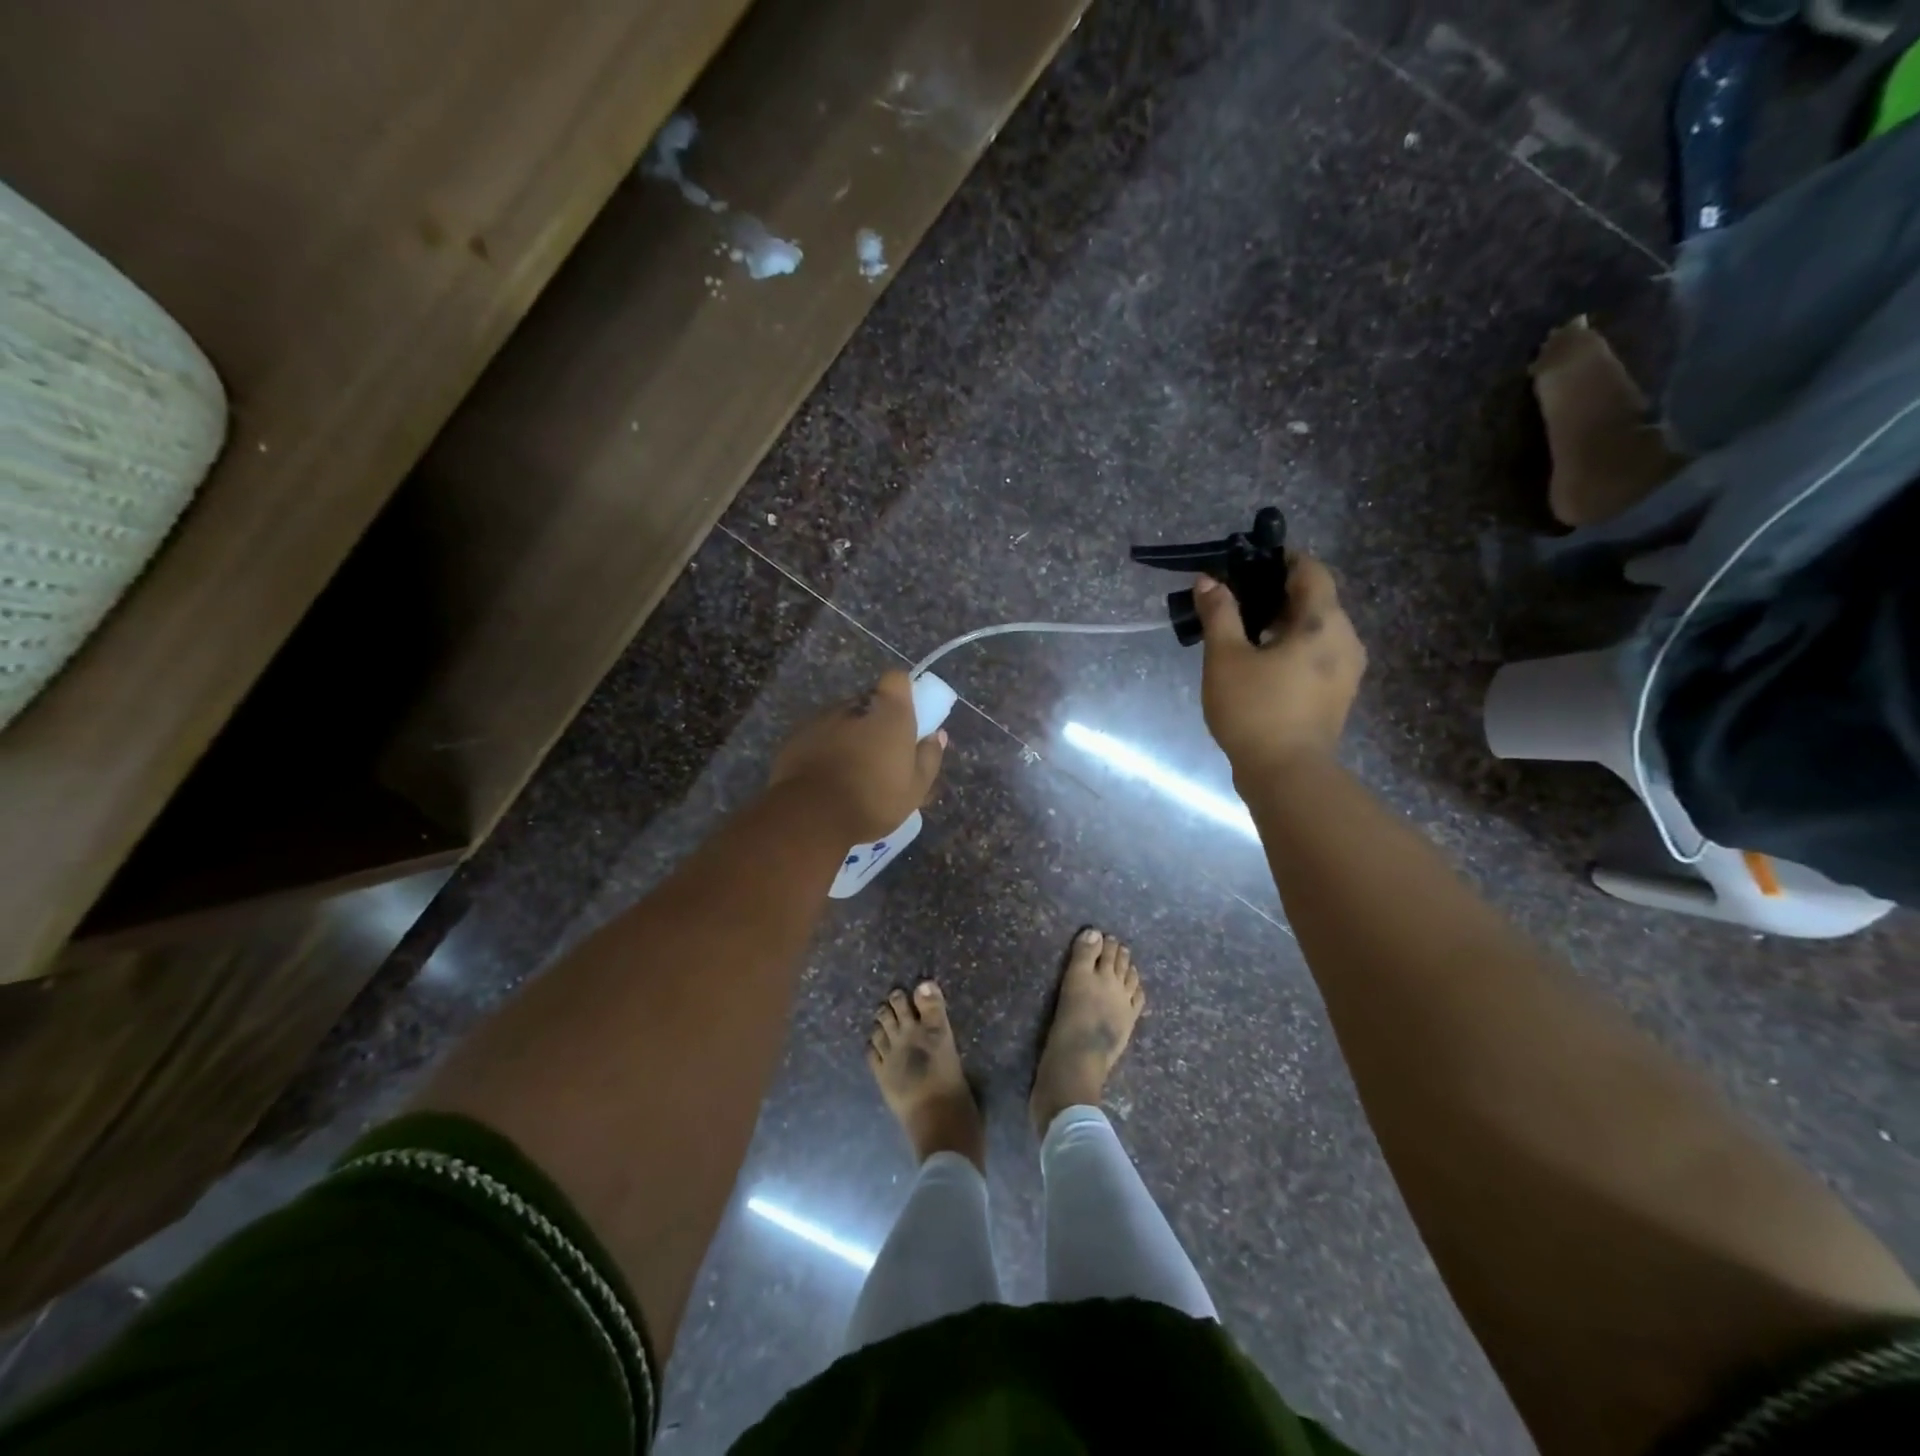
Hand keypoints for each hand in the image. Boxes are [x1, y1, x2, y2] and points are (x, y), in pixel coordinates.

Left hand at [770, 671, 947, 841]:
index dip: (902, 694)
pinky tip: (825, 776)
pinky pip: (817, 734)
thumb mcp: (915, 788)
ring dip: (848, 734)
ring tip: (850, 769)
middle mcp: (854, 705)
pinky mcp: (795, 735)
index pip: (897, 679)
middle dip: (875, 719)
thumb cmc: (874, 800)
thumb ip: (929, 757)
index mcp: (889, 711)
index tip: (905, 718)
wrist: (811, 816)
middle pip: (869, 701)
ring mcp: (821, 718)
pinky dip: (823, 747)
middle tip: (880, 753)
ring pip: (842, 718)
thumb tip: (936, 736)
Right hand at [1195, 554, 1365, 779]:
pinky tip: (1262, 663)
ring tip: (1245, 634)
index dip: (1283, 560)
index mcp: (1323, 622)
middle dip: (1277, 594)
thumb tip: (1209, 581)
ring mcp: (1347, 670)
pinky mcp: (1338, 694)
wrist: (1286, 773)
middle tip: (1237, 601)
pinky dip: (1292, 647)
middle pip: (1316, 600)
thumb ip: (1219, 614)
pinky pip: (1318, 654)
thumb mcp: (1225, 657)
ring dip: (1284, 623)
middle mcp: (1345, 638)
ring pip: (1317, 630)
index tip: (1249, 564)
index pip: (1312, 571)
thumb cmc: (1254, 709)